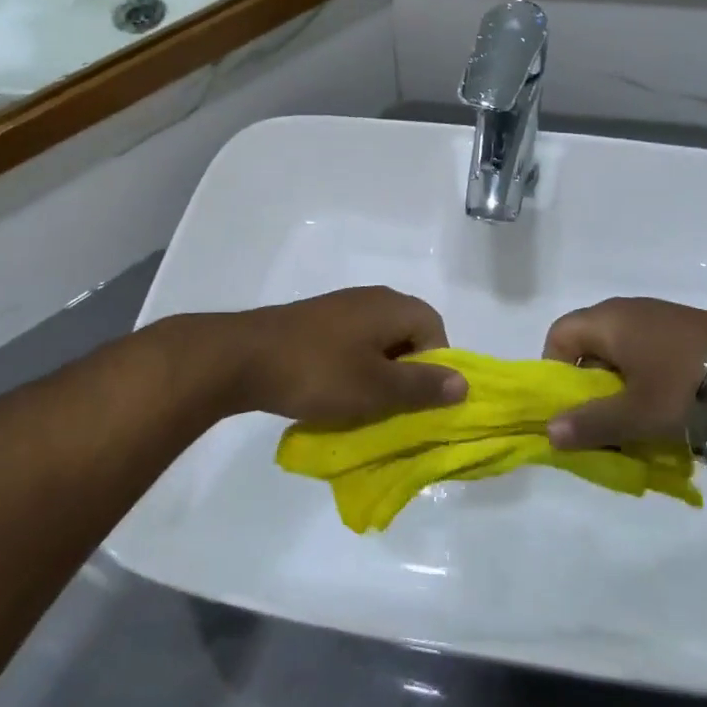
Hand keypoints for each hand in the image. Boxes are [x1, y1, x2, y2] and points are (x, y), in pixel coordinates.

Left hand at [218, 287, 467, 421]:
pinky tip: (333, 392)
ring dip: (377, 374)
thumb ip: (422, 386)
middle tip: (391, 408)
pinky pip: (350, 345)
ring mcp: (340, 308)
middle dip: (406, 374)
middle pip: (408, 336)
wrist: (242, 358)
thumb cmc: (318, 372)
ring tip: (361, 405)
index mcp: (392, 306)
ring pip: (377, 343)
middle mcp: (371, 299)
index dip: (435, 368)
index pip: (436, 331)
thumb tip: (464, 382)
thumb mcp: (376, 388)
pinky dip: (351, 369)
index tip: (416, 400)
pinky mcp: (316, 322)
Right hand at [541, 298, 706, 448]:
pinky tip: (672, 413)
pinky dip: (649, 384)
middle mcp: (629, 312)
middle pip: (589, 348)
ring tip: (641, 425)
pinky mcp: (688, 333)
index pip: (558, 336)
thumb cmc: (690, 388)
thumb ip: (591, 424)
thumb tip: (549, 432)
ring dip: (622, 391)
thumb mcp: (637, 415)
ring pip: (622, 356)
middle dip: (591, 389)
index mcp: (608, 321)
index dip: (554, 372)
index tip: (573, 408)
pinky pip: (650, 356)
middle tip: (606, 424)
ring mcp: (661, 320)